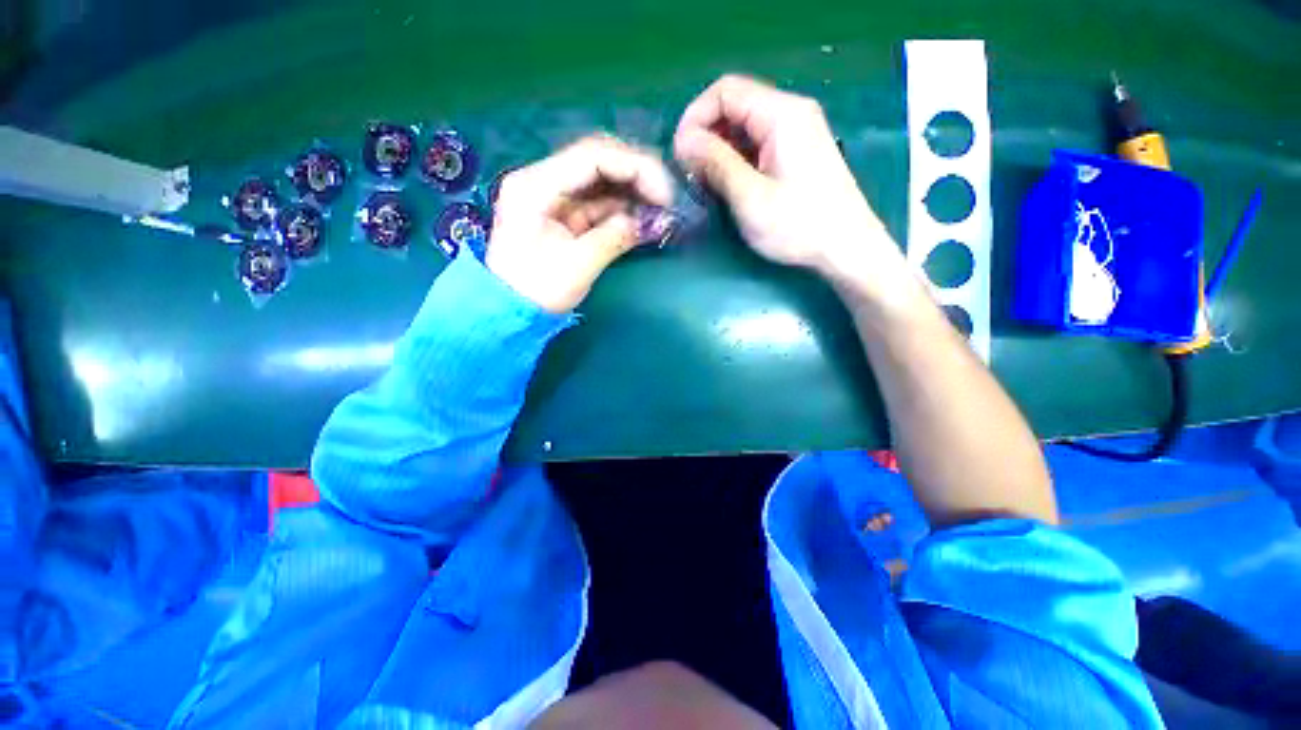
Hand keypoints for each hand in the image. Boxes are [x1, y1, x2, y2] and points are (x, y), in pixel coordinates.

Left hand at [487, 135, 672, 312]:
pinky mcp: (563, 213)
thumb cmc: (537, 292)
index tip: (664, 194)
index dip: (636, 168)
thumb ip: (614, 237)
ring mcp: (553, 195)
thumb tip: (649, 223)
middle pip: (598, 161)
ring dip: (632, 193)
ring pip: (601, 180)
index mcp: (536, 185)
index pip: (593, 156)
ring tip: (660, 211)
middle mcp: (543, 179)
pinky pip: (598, 202)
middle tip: (666, 201)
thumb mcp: (578, 266)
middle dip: (637, 176)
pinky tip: (642, 218)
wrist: (511, 311)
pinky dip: (622, 209)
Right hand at [673, 75, 907, 293]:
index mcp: (782, 114)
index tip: (680, 155)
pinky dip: (736, 159)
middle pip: (735, 105)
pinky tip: (729, 185)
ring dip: (719, 150)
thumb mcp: (750, 197)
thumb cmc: (799, 225)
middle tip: (691, 174)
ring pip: (744, 127)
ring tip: (706, 183)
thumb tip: (683, 140)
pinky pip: (757, 144)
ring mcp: (796, 133)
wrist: (847, 248)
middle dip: (706, 135)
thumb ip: (716, 163)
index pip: (725, 91)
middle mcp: (790, 113)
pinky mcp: (797, 153)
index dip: (695, 117)